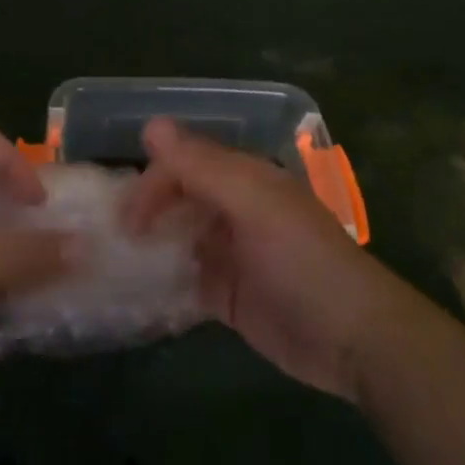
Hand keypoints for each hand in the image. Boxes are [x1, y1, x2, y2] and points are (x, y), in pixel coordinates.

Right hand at [127, 117, 398, 399]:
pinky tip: (135, 295)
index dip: (152, 184)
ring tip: (113, 266)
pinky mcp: (225, 296)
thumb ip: (202, 166)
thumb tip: (151, 125)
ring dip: (147, 249)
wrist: (353, 339)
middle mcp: (232, 211)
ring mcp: (228, 254)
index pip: (184, 165)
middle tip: (111, 242)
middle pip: (176, 200)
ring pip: (176, 239)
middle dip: (143, 214)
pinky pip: (183, 282)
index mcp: (242, 180)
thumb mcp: (253, 204)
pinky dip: (160, 284)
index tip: (126, 219)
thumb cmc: (302, 261)